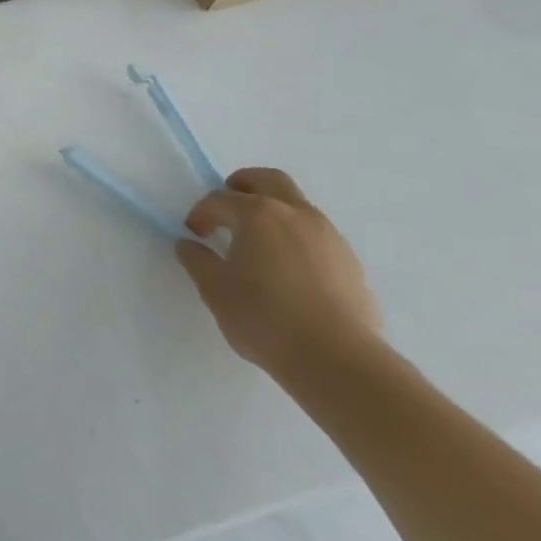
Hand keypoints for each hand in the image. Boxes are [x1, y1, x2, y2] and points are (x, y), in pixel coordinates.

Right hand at [176, 167, 382, 382]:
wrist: (338, 360)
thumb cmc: (265, 318)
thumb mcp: (215, 290)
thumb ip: (197, 261)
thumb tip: (190, 245)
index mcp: (258, 214)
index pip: (220, 199)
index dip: (202, 213)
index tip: (194, 234)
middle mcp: (295, 214)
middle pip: (269, 180)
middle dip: (244, 185)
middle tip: (229, 204)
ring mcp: (329, 236)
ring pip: (298, 206)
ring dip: (275, 212)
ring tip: (261, 243)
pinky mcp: (351, 262)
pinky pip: (318, 235)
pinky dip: (298, 238)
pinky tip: (290, 270)